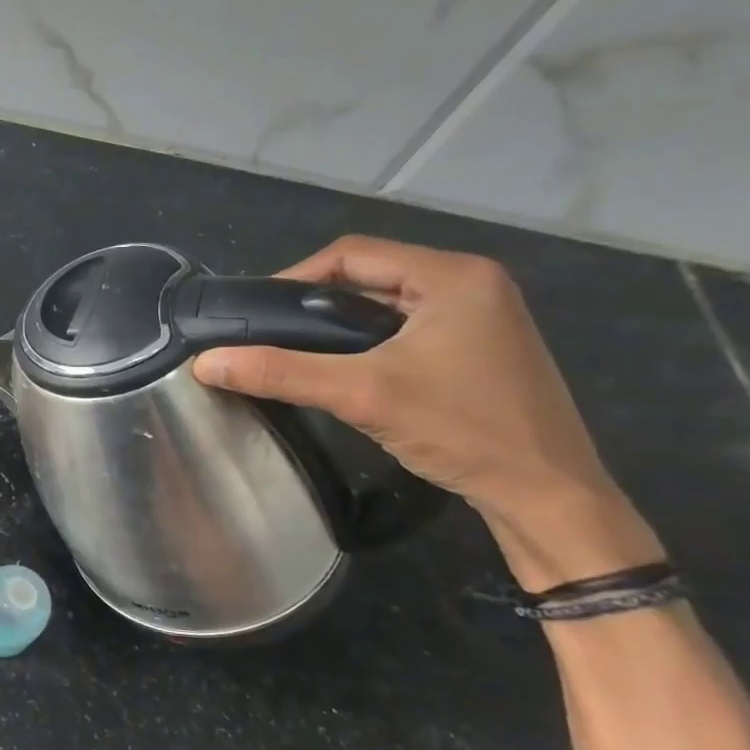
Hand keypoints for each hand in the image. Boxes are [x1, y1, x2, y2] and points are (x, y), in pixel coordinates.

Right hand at [190, 235, 660, 588]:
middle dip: (312, 303)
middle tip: (267, 335)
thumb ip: (280, 372)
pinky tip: (339, 371)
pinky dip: (363, 342)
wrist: (546, 495)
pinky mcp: (476, 348)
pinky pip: (402, 328)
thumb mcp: (361, 394)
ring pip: (382, 304)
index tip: (254, 314)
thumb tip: (204, 363)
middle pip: (367, 275)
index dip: (293, 278)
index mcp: (453, 276)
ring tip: (292, 354)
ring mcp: (478, 317)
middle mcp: (470, 284)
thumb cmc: (462, 428)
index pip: (351, 254)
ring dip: (335, 324)